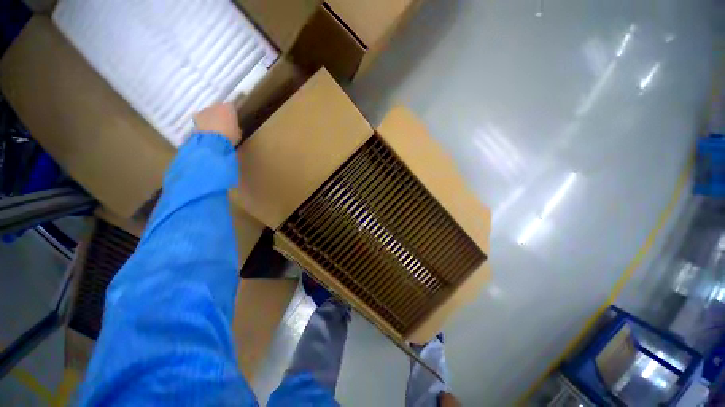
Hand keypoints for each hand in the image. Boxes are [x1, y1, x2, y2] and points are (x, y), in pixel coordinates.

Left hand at [193, 102, 241, 145]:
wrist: (213, 141)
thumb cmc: (230, 136)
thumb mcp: (237, 132)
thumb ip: (234, 126)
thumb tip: (232, 127)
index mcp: (229, 108)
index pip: (231, 107)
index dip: (231, 114)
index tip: (232, 120)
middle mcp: (216, 105)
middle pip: (218, 108)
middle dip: (220, 114)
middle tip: (223, 124)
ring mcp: (204, 110)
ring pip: (208, 112)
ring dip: (210, 118)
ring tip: (213, 129)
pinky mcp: (195, 116)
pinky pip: (200, 118)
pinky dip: (202, 122)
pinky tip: (206, 131)